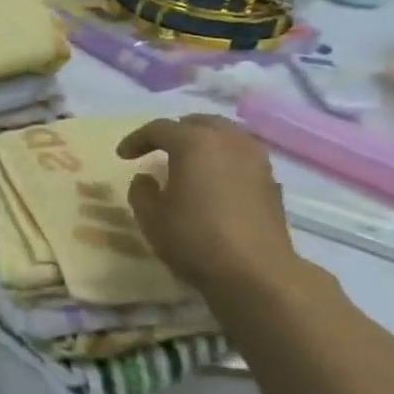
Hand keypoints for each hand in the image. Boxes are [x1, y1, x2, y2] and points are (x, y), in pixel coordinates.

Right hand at [117, 114, 298, 292]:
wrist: (255, 271)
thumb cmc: (193, 238)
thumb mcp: (150, 216)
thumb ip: (141, 191)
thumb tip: (146, 178)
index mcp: (195, 143)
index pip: (159, 128)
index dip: (136, 139)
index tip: (122, 156)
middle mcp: (229, 141)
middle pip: (199, 122)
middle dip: (175, 132)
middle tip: (157, 149)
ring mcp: (256, 159)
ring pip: (227, 135)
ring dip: (204, 142)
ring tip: (188, 162)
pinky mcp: (271, 181)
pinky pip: (242, 156)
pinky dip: (224, 159)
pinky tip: (214, 181)